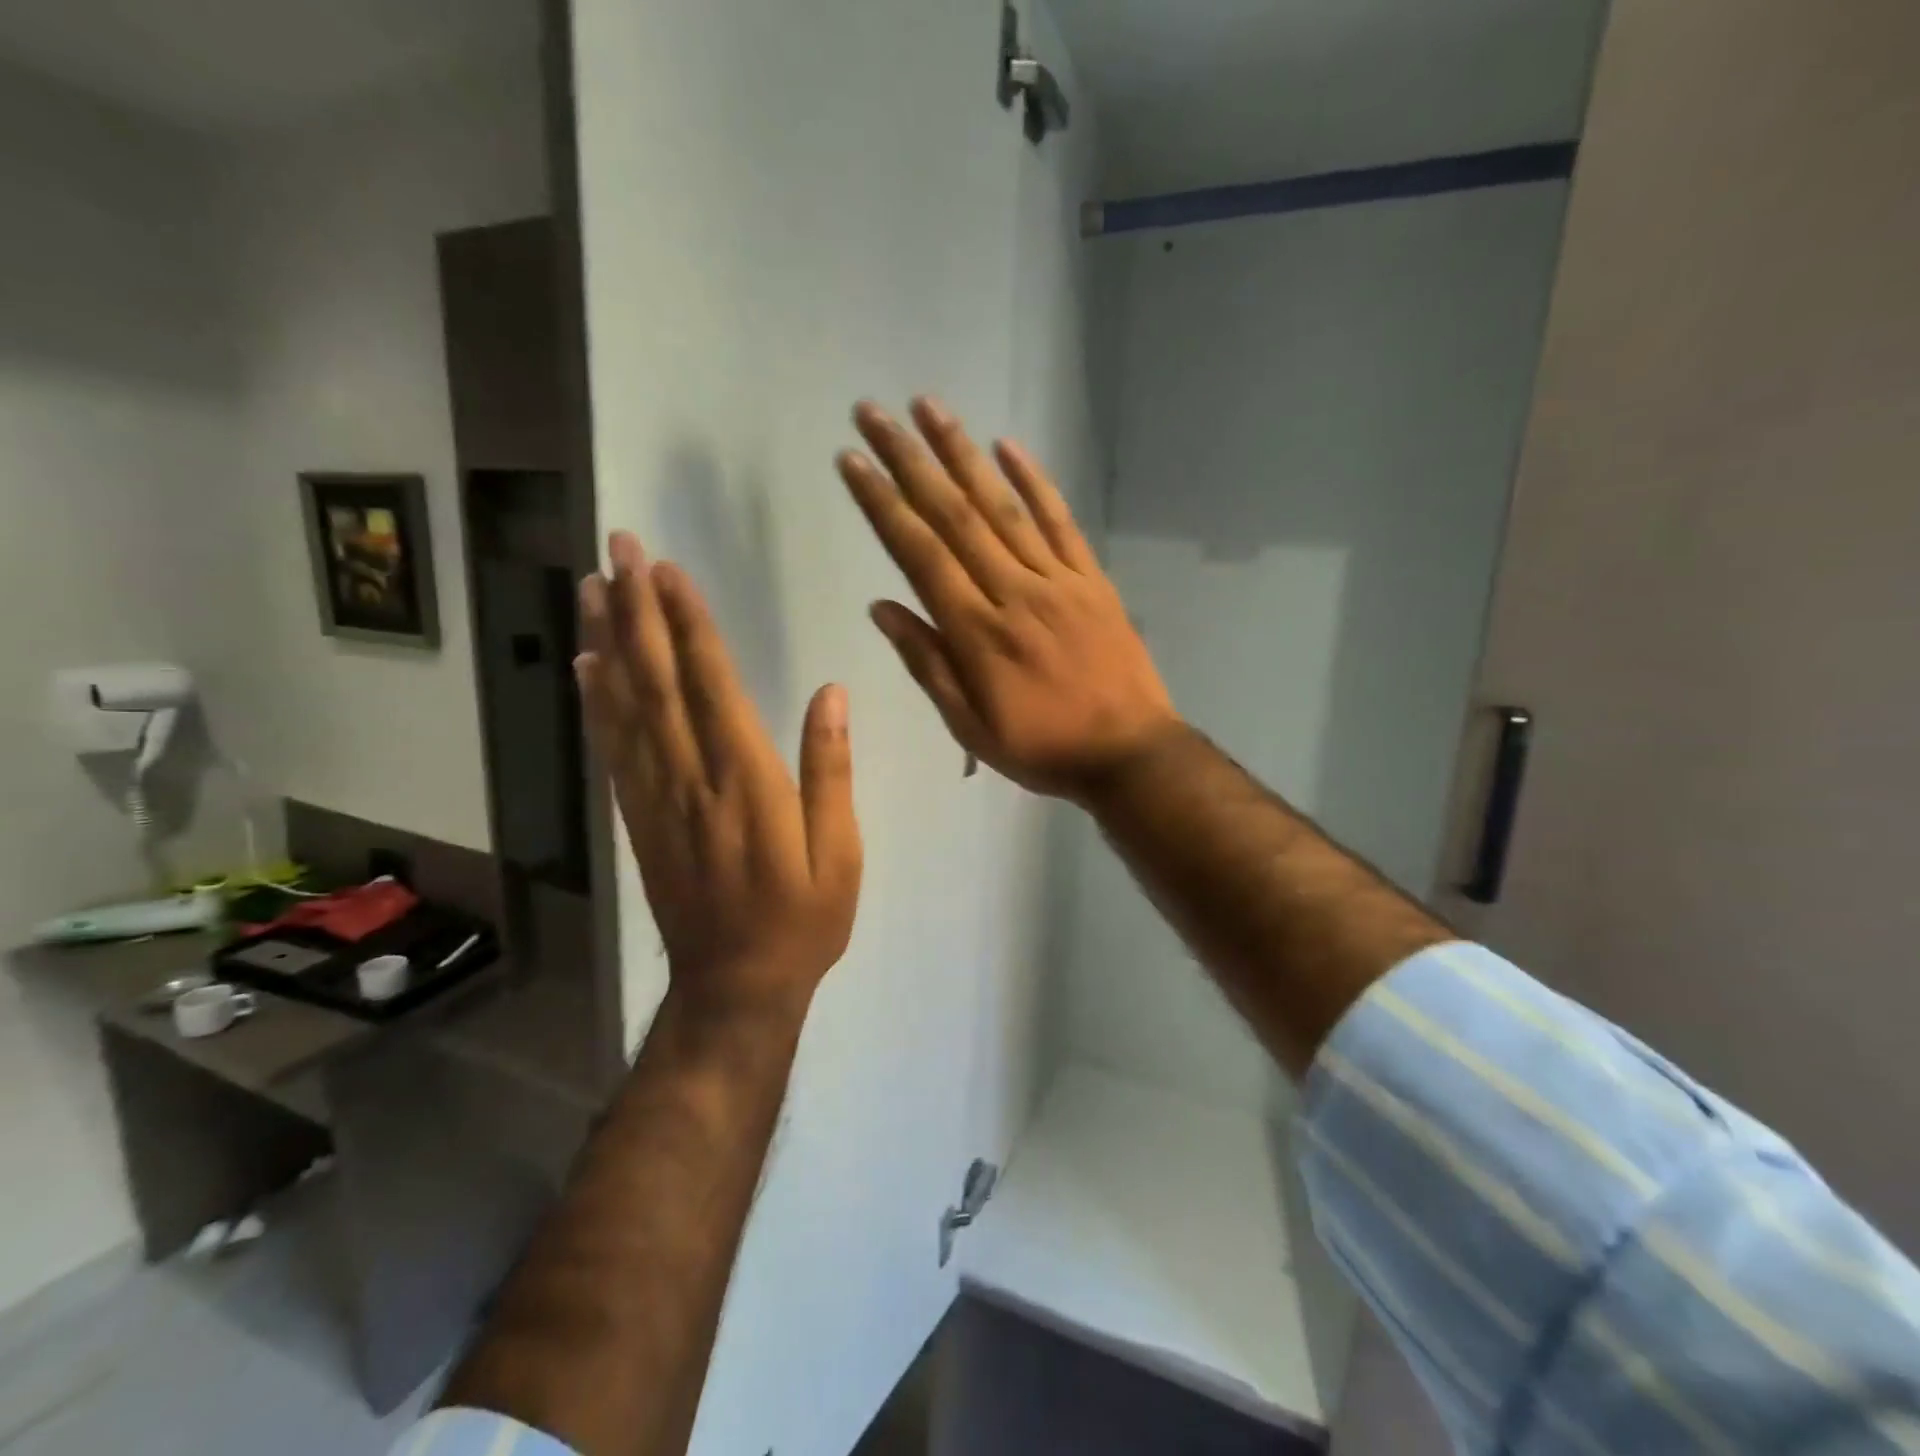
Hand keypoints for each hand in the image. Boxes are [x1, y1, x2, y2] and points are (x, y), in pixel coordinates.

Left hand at [576, 533, 862, 1023]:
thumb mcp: (839, 852)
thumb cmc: (802, 920)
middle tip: (618, 549)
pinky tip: (587, 665)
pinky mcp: (637, 818)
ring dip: (607, 641)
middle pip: (655, 681)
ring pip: (623, 707)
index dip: (688, 623)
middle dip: (637, 610)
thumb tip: (830, 694)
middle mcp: (690, 778)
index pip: (711, 684)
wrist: (734, 987)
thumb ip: (830, 771)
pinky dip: (595, 700)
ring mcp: (655, 798)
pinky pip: (612, 748)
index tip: (669, 569)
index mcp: (745, 781)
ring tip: (593, 586)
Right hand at [838, 398, 1180, 802]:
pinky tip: (1008, 446)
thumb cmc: (1042, 748)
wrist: (1129, 753)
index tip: (852, 460)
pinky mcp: (1092, 578)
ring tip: (930, 407)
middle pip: (954, 515)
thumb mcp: (971, 726)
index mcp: (977, 631)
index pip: (919, 553)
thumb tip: (882, 607)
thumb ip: (927, 663)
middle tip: (874, 412)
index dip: (882, 504)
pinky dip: (1034, 481)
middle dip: (909, 460)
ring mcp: (1057, 579)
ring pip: (1002, 505)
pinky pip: (1060, 521)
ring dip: (963, 453)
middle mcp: (1013, 591)